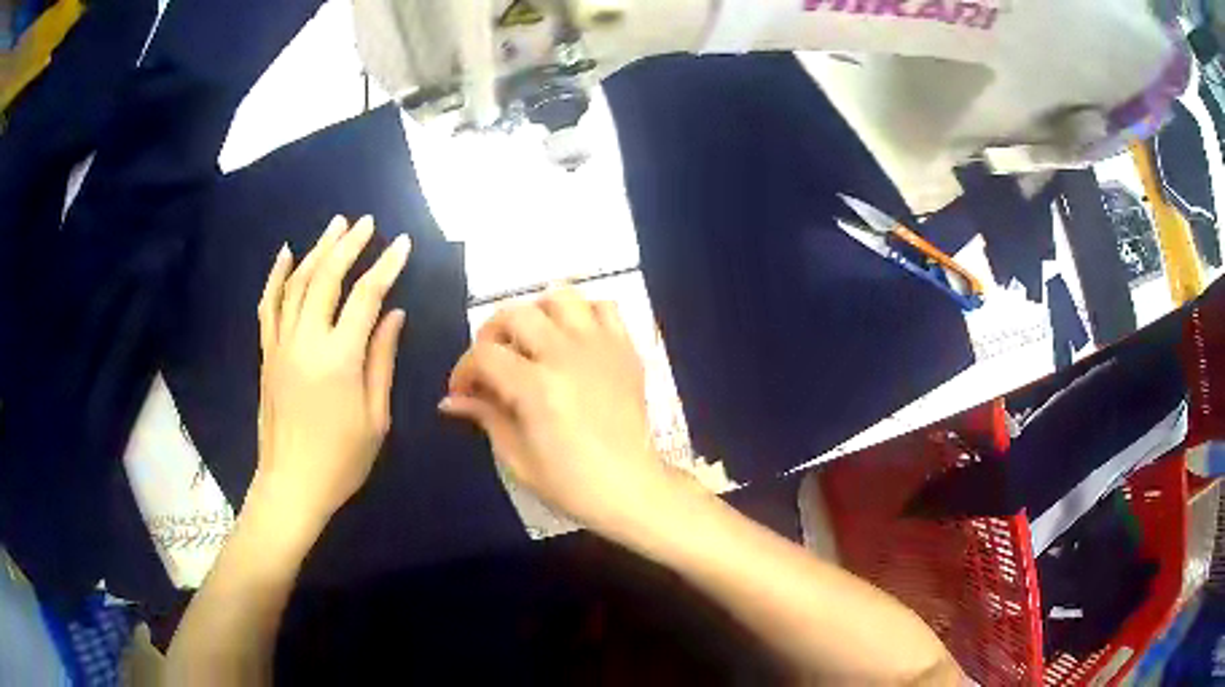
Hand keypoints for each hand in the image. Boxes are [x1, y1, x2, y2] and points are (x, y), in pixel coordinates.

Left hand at [254, 215, 409, 526]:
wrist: (291, 485)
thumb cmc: (342, 460)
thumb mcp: (376, 417)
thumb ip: (382, 360)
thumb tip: (394, 315)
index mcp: (339, 358)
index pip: (366, 297)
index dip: (386, 266)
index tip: (402, 244)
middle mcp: (306, 340)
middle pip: (326, 278)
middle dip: (349, 245)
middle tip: (366, 222)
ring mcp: (281, 344)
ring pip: (296, 283)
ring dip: (316, 250)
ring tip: (335, 226)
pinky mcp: (266, 353)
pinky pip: (268, 305)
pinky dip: (276, 276)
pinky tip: (285, 253)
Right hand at [440, 288, 669, 531]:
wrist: (632, 489)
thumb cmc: (571, 483)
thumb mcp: (517, 458)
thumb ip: (485, 417)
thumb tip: (450, 400)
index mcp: (536, 387)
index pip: (484, 355)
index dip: (463, 370)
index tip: (462, 391)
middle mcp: (567, 355)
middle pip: (516, 314)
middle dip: (491, 335)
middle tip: (491, 364)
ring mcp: (600, 347)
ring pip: (561, 297)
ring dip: (537, 313)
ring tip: (531, 341)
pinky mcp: (626, 349)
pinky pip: (604, 308)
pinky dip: (583, 314)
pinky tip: (572, 339)